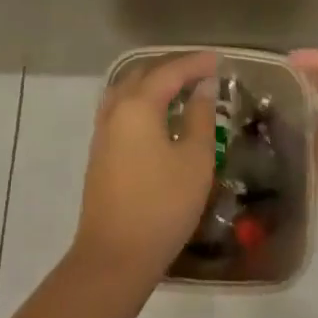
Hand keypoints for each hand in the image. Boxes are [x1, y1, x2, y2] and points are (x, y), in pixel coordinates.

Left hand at [72, 51, 218, 280]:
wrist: (114, 257)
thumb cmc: (162, 205)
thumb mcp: (195, 160)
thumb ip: (200, 117)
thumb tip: (204, 88)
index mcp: (138, 105)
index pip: (169, 72)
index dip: (195, 64)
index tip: (218, 60)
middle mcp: (116, 109)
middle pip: (144, 75)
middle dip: (172, 68)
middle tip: (201, 72)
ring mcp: (103, 131)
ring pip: (128, 90)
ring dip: (154, 83)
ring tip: (181, 89)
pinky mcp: (100, 151)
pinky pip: (122, 108)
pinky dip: (142, 100)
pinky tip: (158, 115)